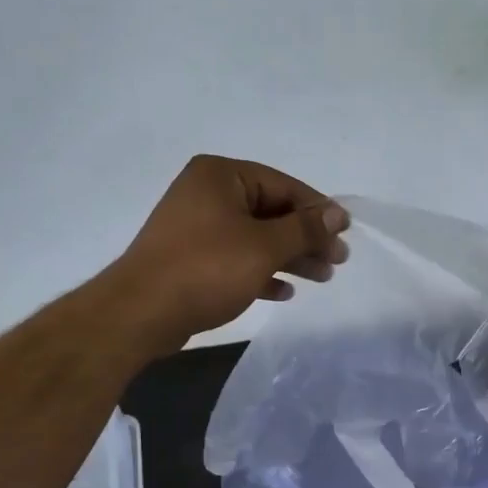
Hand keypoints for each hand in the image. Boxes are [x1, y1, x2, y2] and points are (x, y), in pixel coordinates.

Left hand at [112, 156, 349, 349]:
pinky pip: (236, 258)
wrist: (141, 312)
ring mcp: (197, 226)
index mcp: (221, 175)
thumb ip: (304, 229)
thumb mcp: (264, 246)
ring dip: (290, 257)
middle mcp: (207, 193)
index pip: (283, 185)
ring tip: (322, 278)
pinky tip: (284, 292)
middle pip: (271, 211)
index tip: (346, 233)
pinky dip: (262, 272)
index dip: (318, 210)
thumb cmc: (207, 268)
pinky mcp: (191, 258)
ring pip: (256, 237)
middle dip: (306, 238)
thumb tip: (338, 214)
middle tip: (338, 261)